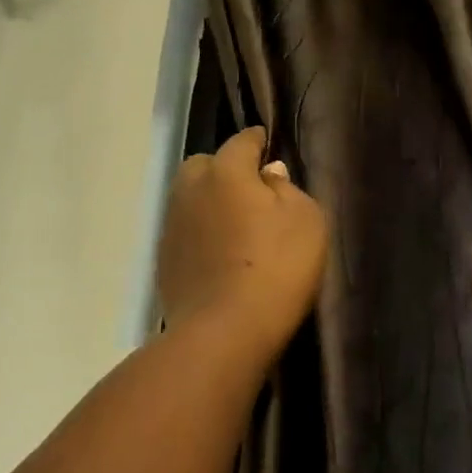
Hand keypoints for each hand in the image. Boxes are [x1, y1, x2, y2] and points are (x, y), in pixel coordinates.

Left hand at [159, 127, 329, 358]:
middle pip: (205, 166)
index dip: (258, 141)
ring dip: (209, 202)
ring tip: (234, 223)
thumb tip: (268, 174)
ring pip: (190, 198)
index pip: (242, 141)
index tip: (267, 145)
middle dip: (225, 169)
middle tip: (251, 190)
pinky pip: (186, 232)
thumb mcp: (306, 220)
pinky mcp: (164, 260)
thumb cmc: (277, 268)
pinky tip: (219, 253)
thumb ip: (287, 188)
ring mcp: (172, 226)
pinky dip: (201, 233)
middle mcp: (190, 189)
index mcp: (225, 171)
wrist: (225, 331)